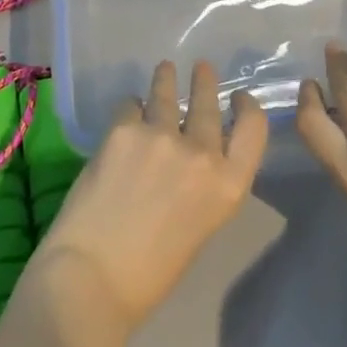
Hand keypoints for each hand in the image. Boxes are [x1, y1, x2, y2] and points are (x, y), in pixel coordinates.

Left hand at [38, 60, 268, 329]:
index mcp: (228, 186)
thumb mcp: (199, 227)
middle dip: (204, 82)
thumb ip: (203, 186)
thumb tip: (189, 158)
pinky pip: (130, 106)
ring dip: (166, 79)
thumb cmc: (150, 274)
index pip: (253, 129)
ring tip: (165, 68)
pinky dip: (130, 109)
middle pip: (209, 104)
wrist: (92, 278)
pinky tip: (126, 112)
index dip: (247, 108)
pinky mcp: (123, 129)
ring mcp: (161, 136)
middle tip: (201, 68)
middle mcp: (201, 153)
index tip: (238, 97)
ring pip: (166, 93)